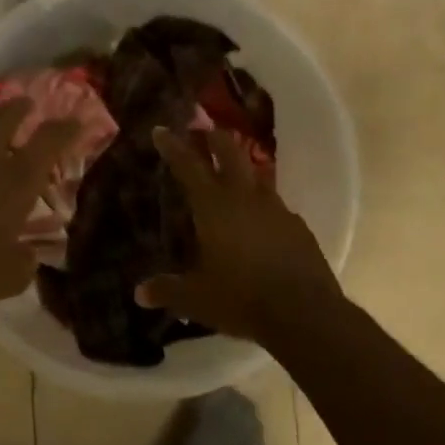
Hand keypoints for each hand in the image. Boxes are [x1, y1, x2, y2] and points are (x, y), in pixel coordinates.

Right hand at [136, 125, 345, 340]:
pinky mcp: (298, 227)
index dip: (173, 146)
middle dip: (215, 139)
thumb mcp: (196, 298)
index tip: (161, 130)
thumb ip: (167, 290)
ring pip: (257, 177)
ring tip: (232, 176)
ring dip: (242, 170)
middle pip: (231, 153)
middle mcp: (246, 198)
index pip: (189, 166)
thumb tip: (139, 293)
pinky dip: (262, 206)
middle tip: (204, 133)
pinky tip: (260, 222)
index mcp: (215, 206)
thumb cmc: (241, 298)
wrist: (304, 313)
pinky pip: (276, 207)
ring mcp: (277, 210)